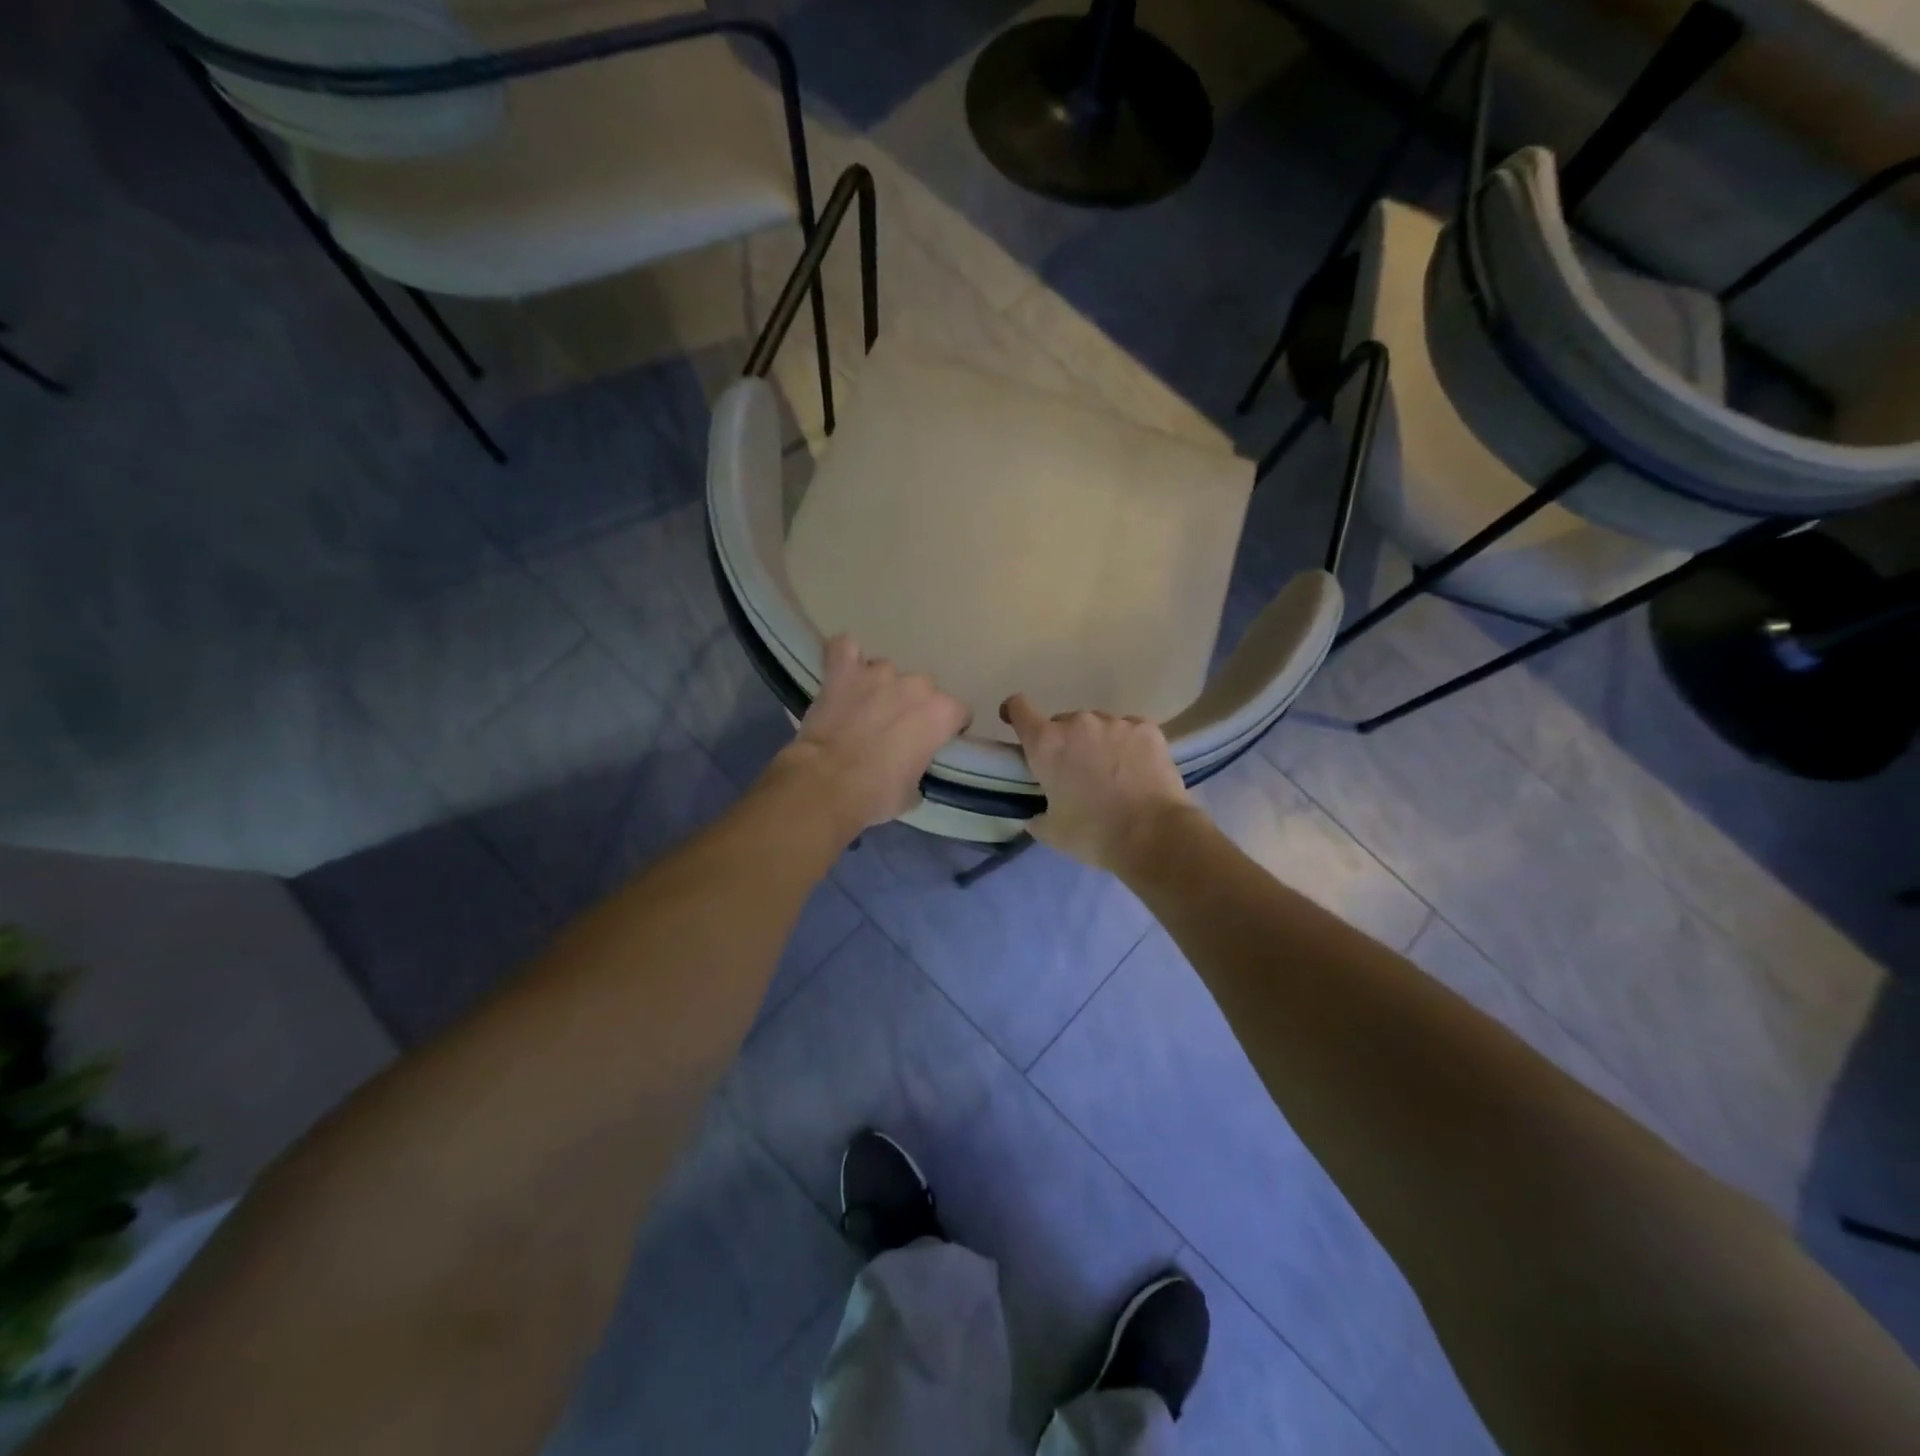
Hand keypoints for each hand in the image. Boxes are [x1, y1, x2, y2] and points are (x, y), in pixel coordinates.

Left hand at [771, 635, 970, 838]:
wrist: (827, 784)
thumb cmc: (877, 794)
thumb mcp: (913, 792)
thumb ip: (919, 768)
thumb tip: (909, 767)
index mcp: (942, 713)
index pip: (959, 712)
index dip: (947, 727)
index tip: (933, 742)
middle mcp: (916, 686)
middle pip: (923, 688)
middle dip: (912, 705)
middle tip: (894, 728)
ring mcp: (878, 673)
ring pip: (886, 670)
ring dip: (879, 686)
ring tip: (862, 707)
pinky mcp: (843, 671)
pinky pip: (845, 648)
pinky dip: (845, 657)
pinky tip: (842, 671)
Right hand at [1000, 695, 1205, 874]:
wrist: (1153, 834)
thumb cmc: (1093, 833)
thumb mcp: (1052, 832)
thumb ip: (1037, 816)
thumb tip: (1036, 815)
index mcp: (1046, 743)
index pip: (1019, 708)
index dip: (1015, 713)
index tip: (1016, 723)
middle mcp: (1078, 723)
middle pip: (1062, 723)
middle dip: (1064, 743)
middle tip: (1076, 773)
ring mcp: (1115, 722)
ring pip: (1097, 726)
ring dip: (1097, 743)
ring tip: (1111, 774)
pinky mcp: (1146, 728)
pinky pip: (1128, 730)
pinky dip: (1127, 745)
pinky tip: (1136, 770)